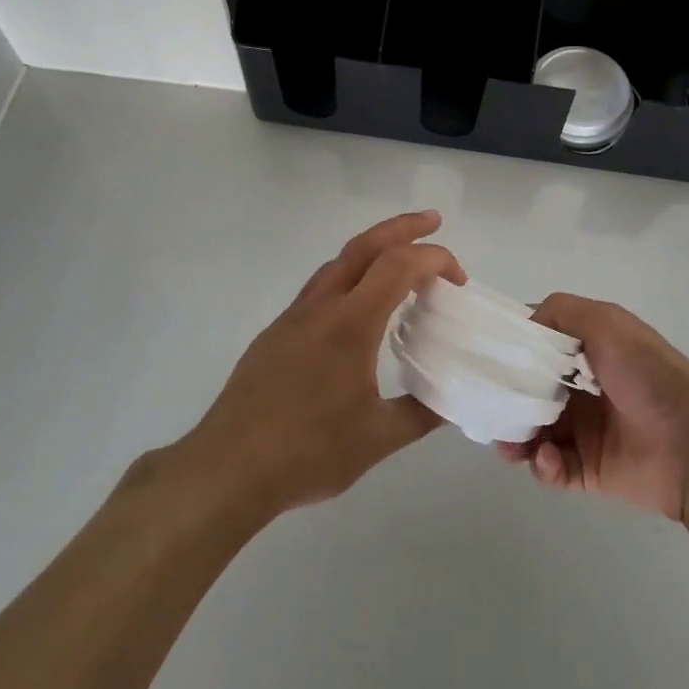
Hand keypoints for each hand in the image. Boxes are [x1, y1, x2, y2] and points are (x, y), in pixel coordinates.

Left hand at [184, 211, 462, 514]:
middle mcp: (321, 307)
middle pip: (364, 245)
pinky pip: (319, 287)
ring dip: (373, 249)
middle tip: (434, 221)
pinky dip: (349, 276)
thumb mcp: (378, 440)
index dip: (434, 259)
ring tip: (399, 260)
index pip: (398, 266)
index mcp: (351, 324)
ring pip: (337, 262)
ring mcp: (293, 317)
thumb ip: (421, 414)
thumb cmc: (308, 452)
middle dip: (403, 226)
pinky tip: (357, 307)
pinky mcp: (276, 333)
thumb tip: (451, 402)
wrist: (230, 467)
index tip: (458, 279)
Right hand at [499, 293, 688, 520]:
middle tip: (486, 405)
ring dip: (516, 436)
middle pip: (530, 391)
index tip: (483, 354)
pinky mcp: (588, 470)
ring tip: (508, 443)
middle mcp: (584, 389)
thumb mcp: (606, 322)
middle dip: (507, 398)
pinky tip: (547, 458)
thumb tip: (523, 325)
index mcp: (589, 351)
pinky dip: (542, 464)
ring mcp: (585, 431)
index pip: (540, 346)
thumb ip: (561, 311)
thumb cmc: (647, 373)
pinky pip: (552, 468)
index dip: (513, 349)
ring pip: (534, 432)